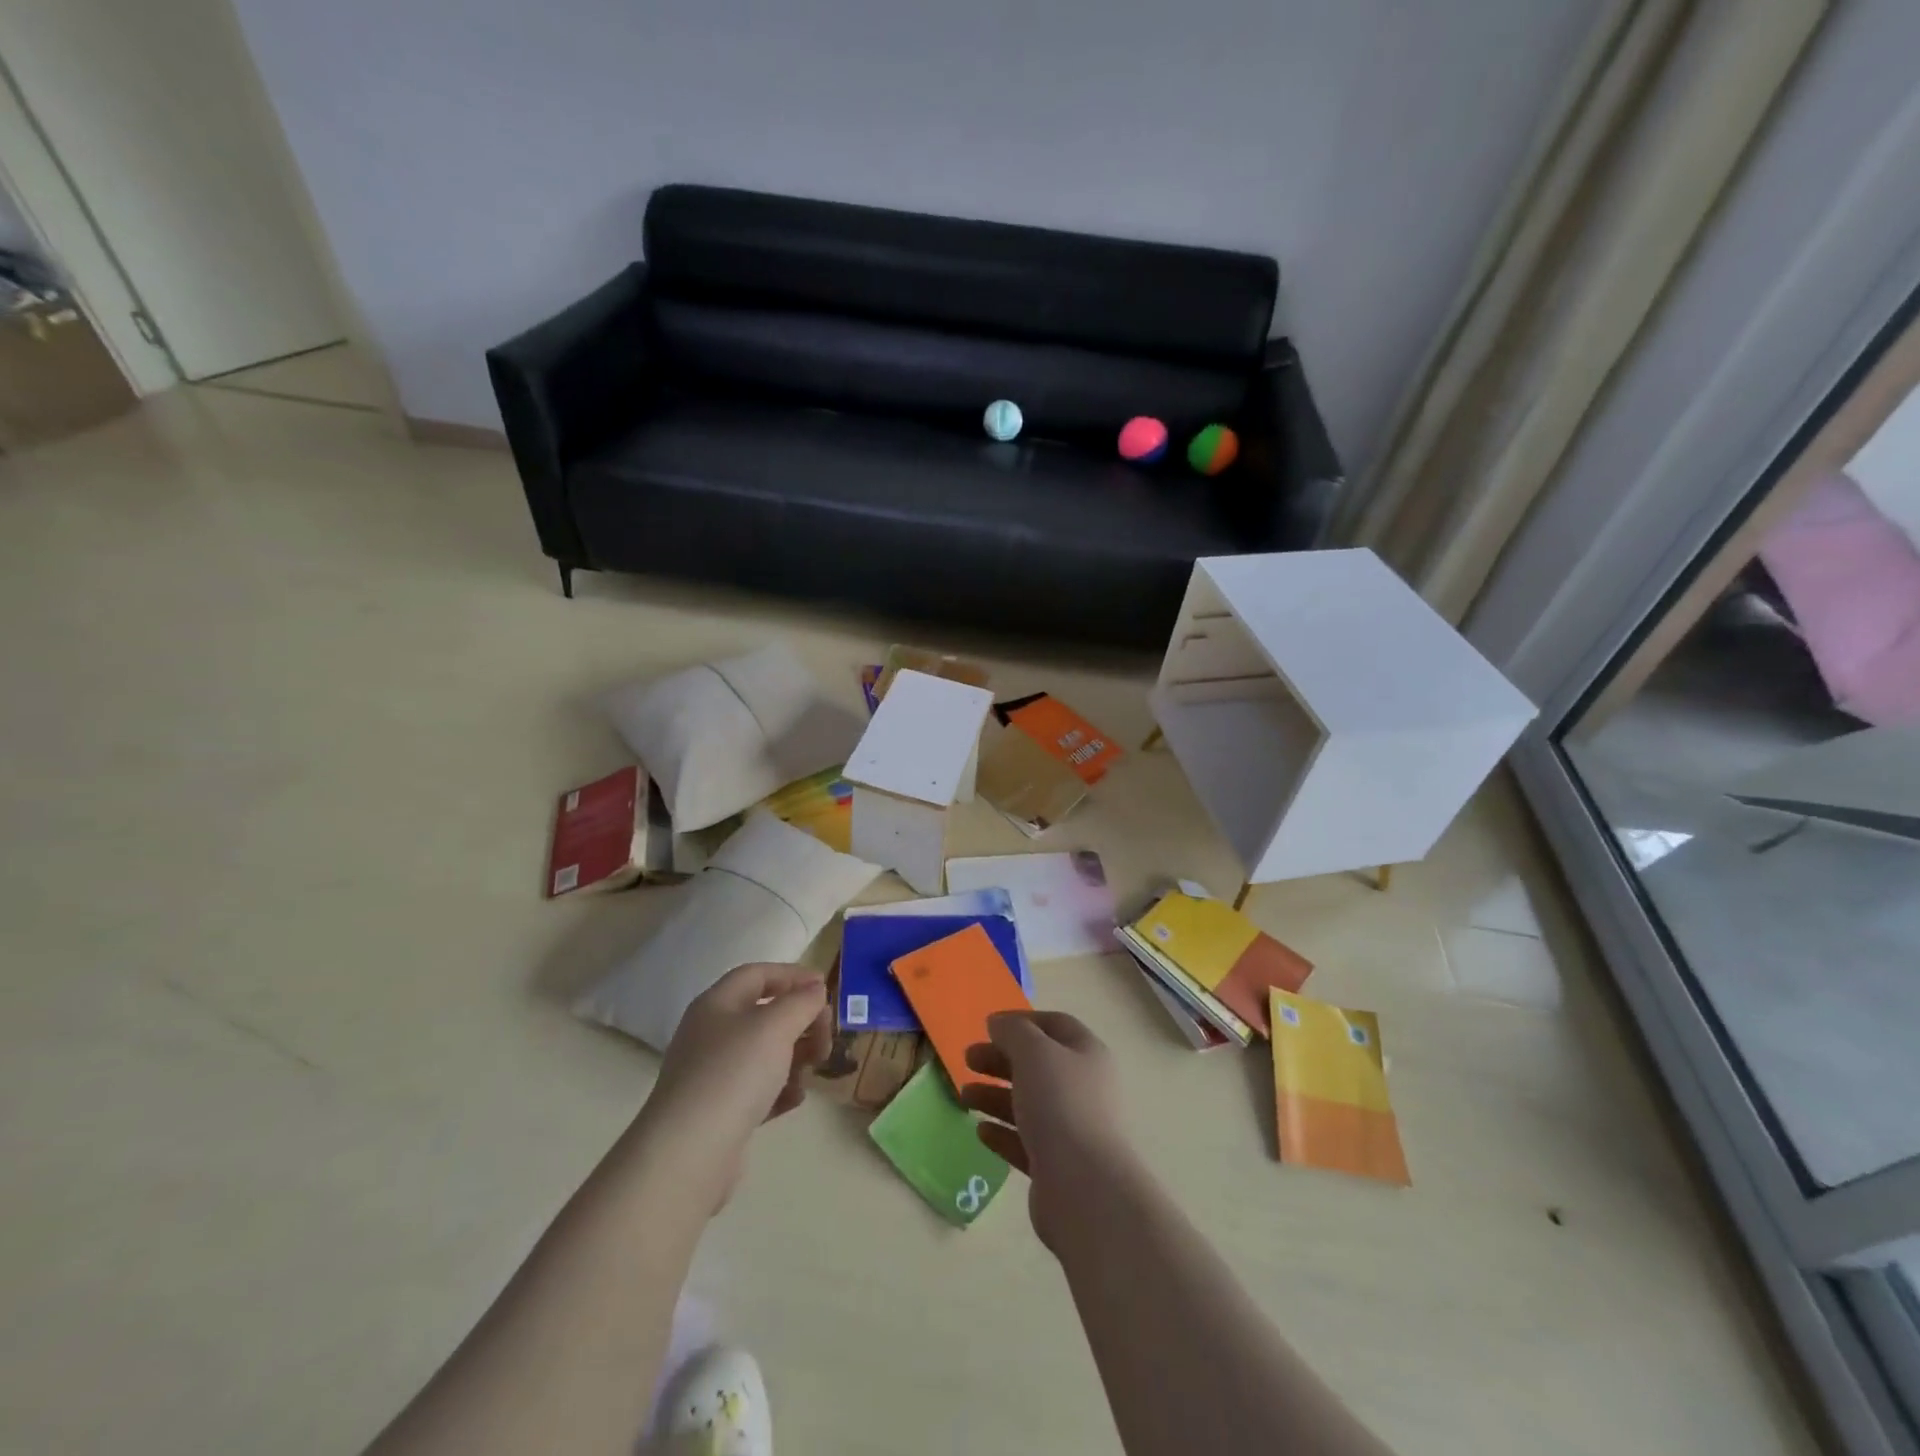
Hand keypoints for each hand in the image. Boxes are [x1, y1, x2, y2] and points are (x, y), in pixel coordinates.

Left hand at [637, 963, 830, 1211]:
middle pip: (764, 1014)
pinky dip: (780, 1089)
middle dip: (800, 1021)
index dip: (793, 975)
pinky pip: (757, 1089)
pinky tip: (795, 1099)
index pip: (758, 974)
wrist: (689, 1153)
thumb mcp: (776, 1026)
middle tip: (826, 1037)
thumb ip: (801, 1001)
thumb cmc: (734, 1073)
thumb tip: (815, 989)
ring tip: (813, 1069)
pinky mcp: (718, 1111)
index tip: (825, 989)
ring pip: (763, 1053)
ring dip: (794, 1056)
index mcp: (717, 1004)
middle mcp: (711, 1034)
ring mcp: (712, 1074)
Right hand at [960, 1011, 1133, 1249]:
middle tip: (967, 1059)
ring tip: (963, 1096)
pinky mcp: (1057, 1166)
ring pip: (1028, 1104)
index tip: (987, 1026)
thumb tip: (998, 1023)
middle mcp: (1083, 1089)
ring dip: (995, 1095)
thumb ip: (1013, 1031)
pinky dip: (1003, 1133)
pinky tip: (980, 1131)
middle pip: (1037, 1065)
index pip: (1055, 1026)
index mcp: (1087, 1055)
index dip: (1022, 1021)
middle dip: (1001, 1059)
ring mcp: (1072, 1130)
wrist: (1085, 1189)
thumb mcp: (1034, 1052)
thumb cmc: (1061, 1105)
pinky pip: (1025, 1142)